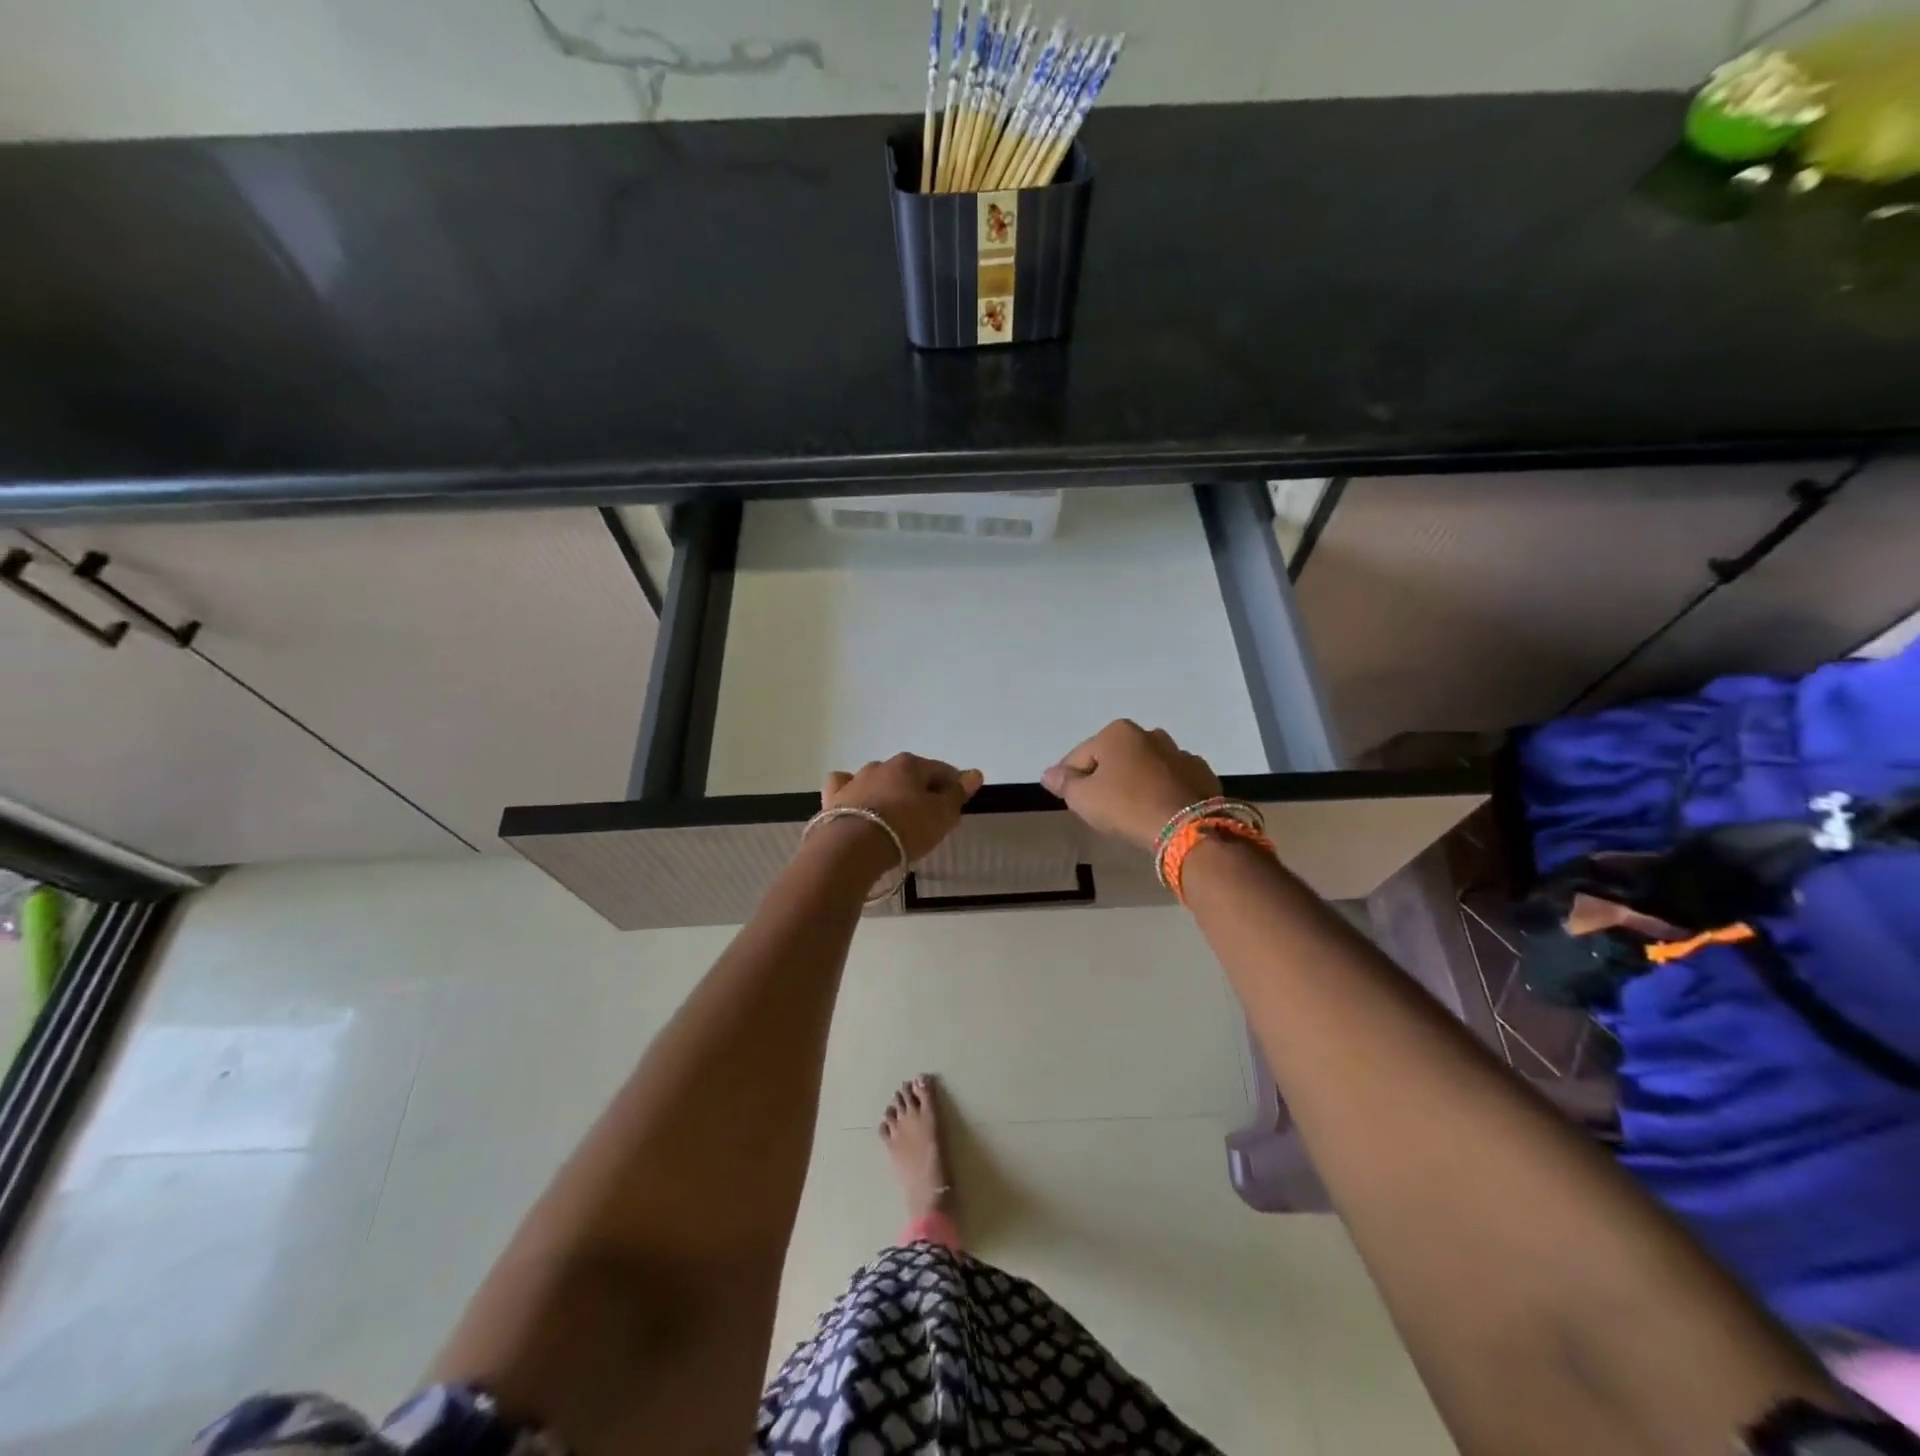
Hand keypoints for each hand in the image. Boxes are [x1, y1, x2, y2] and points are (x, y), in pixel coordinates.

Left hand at [821, 753, 984, 864]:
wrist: (853, 847)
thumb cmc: (906, 828)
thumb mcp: (941, 814)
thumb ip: (957, 794)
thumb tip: (974, 773)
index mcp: (910, 764)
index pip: (941, 770)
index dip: (953, 785)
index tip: (958, 803)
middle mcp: (881, 765)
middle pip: (909, 775)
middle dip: (920, 790)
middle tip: (929, 815)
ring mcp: (855, 780)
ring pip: (878, 780)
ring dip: (889, 792)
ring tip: (894, 816)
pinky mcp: (834, 798)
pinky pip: (846, 788)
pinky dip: (854, 794)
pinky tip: (858, 804)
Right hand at [1042, 720, 1222, 850]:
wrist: (1187, 827)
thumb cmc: (1126, 806)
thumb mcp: (1083, 798)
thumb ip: (1064, 783)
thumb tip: (1048, 774)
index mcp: (1117, 733)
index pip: (1080, 756)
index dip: (1071, 779)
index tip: (1071, 801)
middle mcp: (1149, 734)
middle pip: (1115, 758)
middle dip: (1106, 777)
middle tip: (1101, 807)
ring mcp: (1179, 753)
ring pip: (1145, 767)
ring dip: (1136, 782)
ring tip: (1132, 811)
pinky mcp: (1201, 774)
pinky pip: (1171, 780)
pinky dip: (1162, 790)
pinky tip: (1158, 811)